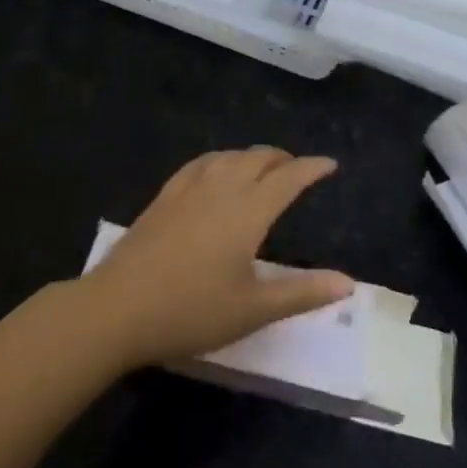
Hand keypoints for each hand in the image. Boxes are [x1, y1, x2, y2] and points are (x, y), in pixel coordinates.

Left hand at [81, 147, 354, 369]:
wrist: (118, 307)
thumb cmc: (192, 310)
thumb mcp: (253, 309)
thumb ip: (302, 293)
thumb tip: (348, 282)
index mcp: (249, 210)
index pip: (289, 178)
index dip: (312, 168)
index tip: (330, 163)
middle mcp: (223, 187)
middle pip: (259, 158)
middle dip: (283, 159)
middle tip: (298, 169)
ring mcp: (189, 188)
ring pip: (229, 157)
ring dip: (252, 156)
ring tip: (262, 167)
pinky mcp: (165, 196)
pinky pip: (201, 163)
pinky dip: (220, 159)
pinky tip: (215, 170)